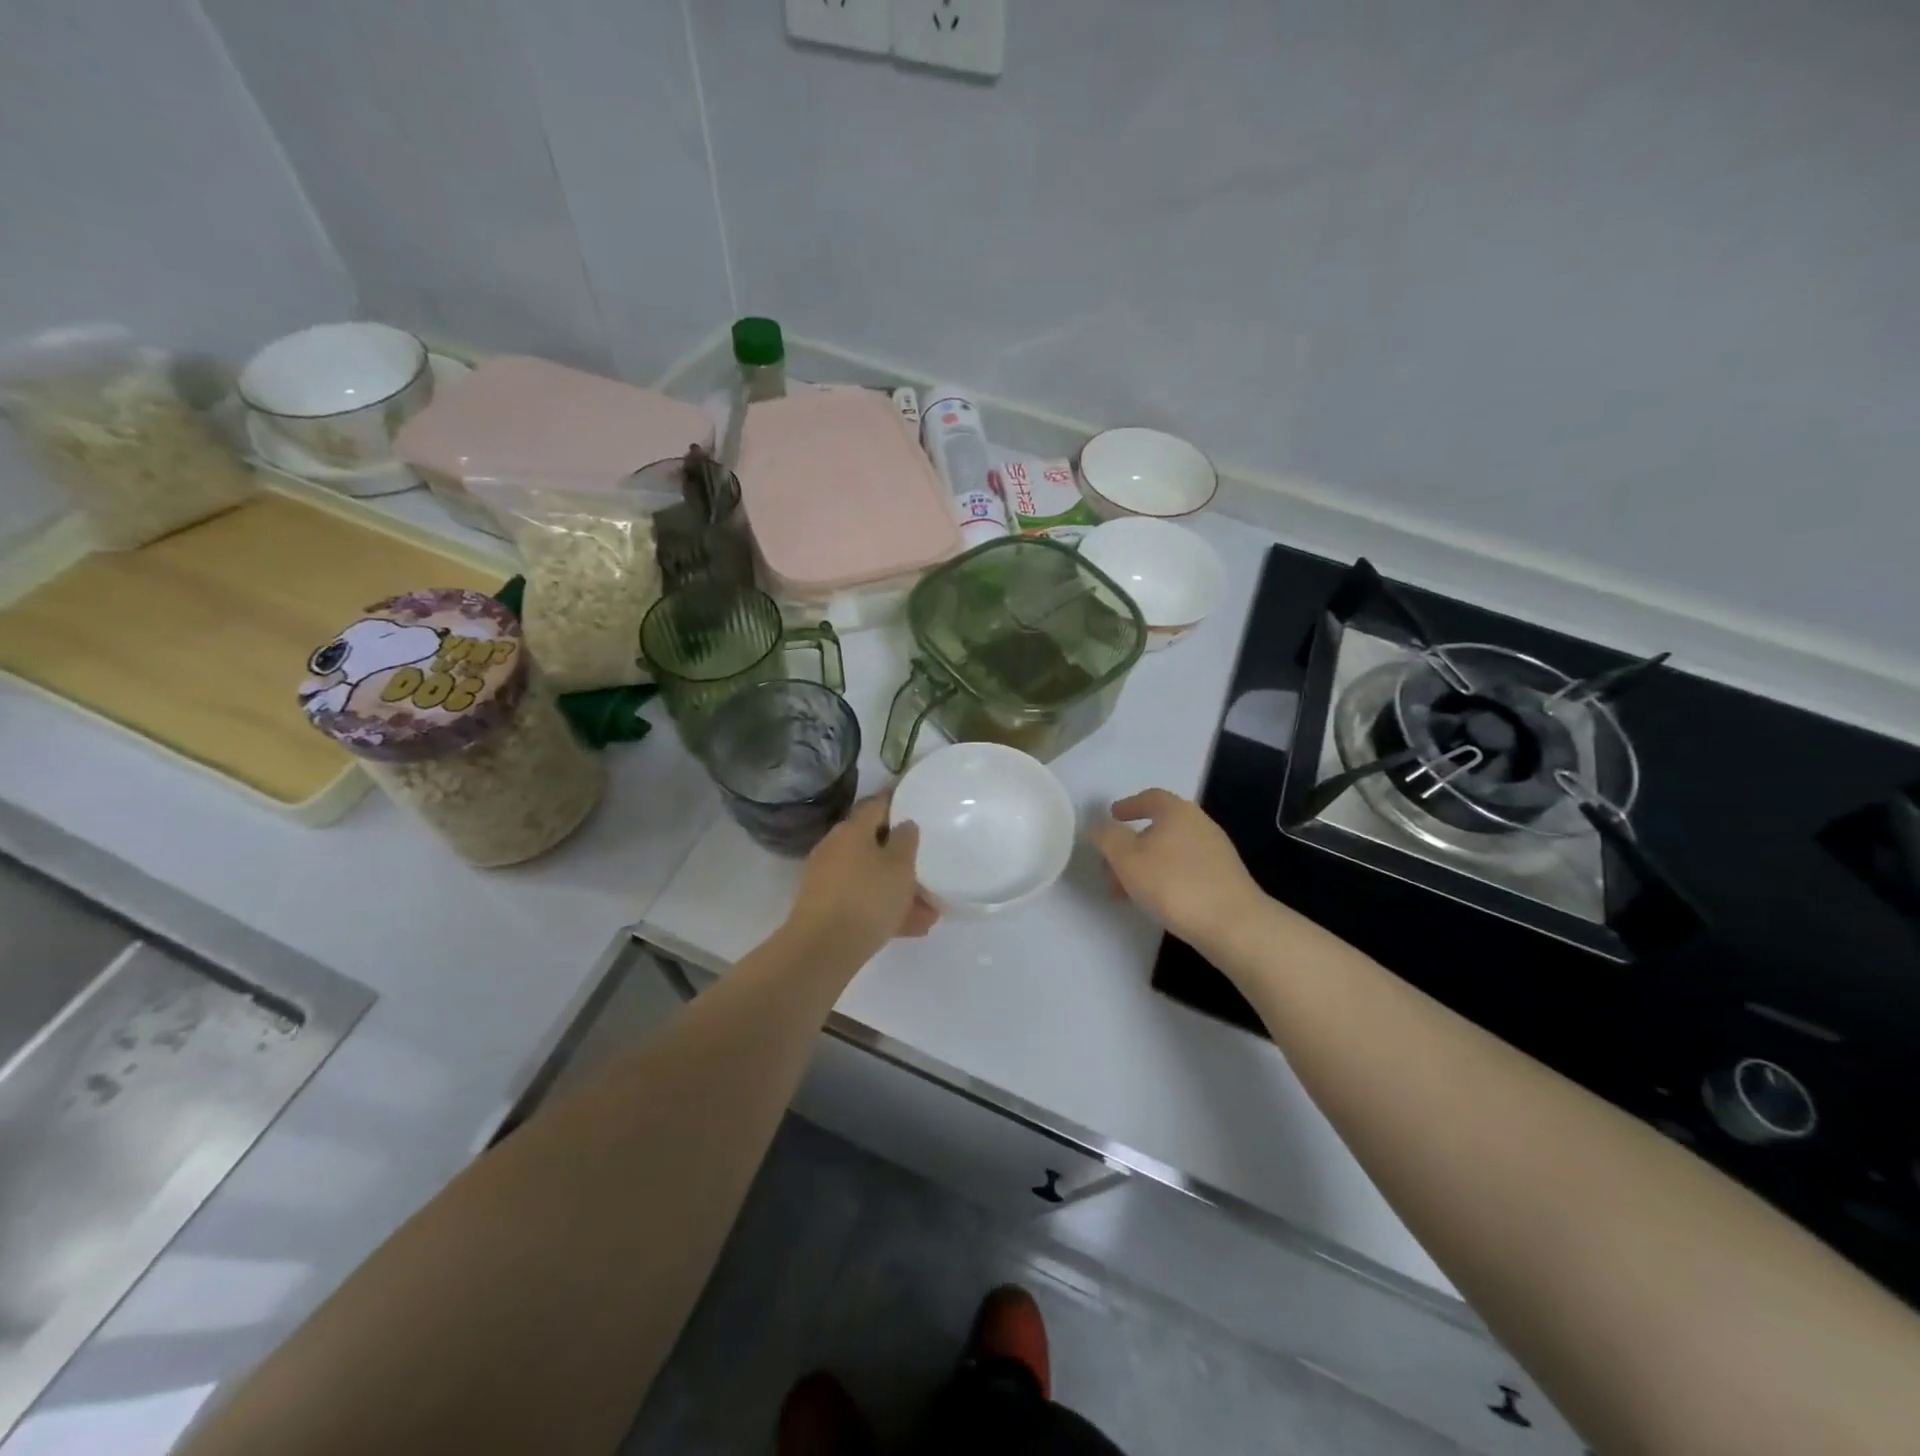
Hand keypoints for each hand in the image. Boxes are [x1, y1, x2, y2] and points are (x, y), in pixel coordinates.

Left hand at [785, 795, 938, 961]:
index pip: (877, 805)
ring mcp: (827, 878)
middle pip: (874, 844)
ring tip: (929, 911)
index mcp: (852, 829)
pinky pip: (862, 900)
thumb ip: (906, 841)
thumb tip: (904, 824)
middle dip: (902, 859)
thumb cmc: (867, 897)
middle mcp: (836, 847)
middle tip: (928, 868)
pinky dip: (884, 908)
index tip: (918, 809)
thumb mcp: (900, 866)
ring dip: (898, 890)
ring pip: (871, 877)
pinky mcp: (825, 906)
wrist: (821, 949)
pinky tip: (911, 928)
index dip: (898, 804)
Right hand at [1089, 788, 1264, 950]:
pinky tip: (1157, 899)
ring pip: (1170, 850)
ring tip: (1127, 890)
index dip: (1128, 805)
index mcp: (1177, 811)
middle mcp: (1199, 824)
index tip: (1112, 816)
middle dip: (1131, 844)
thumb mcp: (1127, 858)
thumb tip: (1099, 826)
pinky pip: (1185, 868)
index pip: (1150, 797)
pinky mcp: (1224, 877)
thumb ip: (1107, 837)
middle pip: (1159, 826)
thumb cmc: (1174, 884)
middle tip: (1111, 864)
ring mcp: (1215, 851)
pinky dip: (1165, 876)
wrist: (1233, 924)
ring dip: (1145, 864)